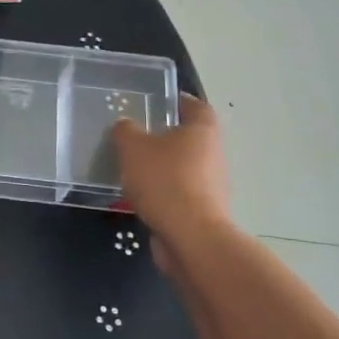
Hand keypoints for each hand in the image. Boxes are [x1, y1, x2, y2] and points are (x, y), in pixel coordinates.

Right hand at [112, 95, 231, 239]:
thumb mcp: (133, 147)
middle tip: (134, 136)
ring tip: (131, 168)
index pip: (194, 105)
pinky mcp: (203, 210)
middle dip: (163, 136)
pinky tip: (138, 197)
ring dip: (161, 166)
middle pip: (188, 137)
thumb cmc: (165, 181)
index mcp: (202, 130)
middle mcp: (213, 153)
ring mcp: (211, 184)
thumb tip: (125, 126)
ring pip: (182, 166)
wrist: (190, 237)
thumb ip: (125, 131)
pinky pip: (178, 192)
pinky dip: (162, 192)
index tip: (154, 102)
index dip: (176, 101)